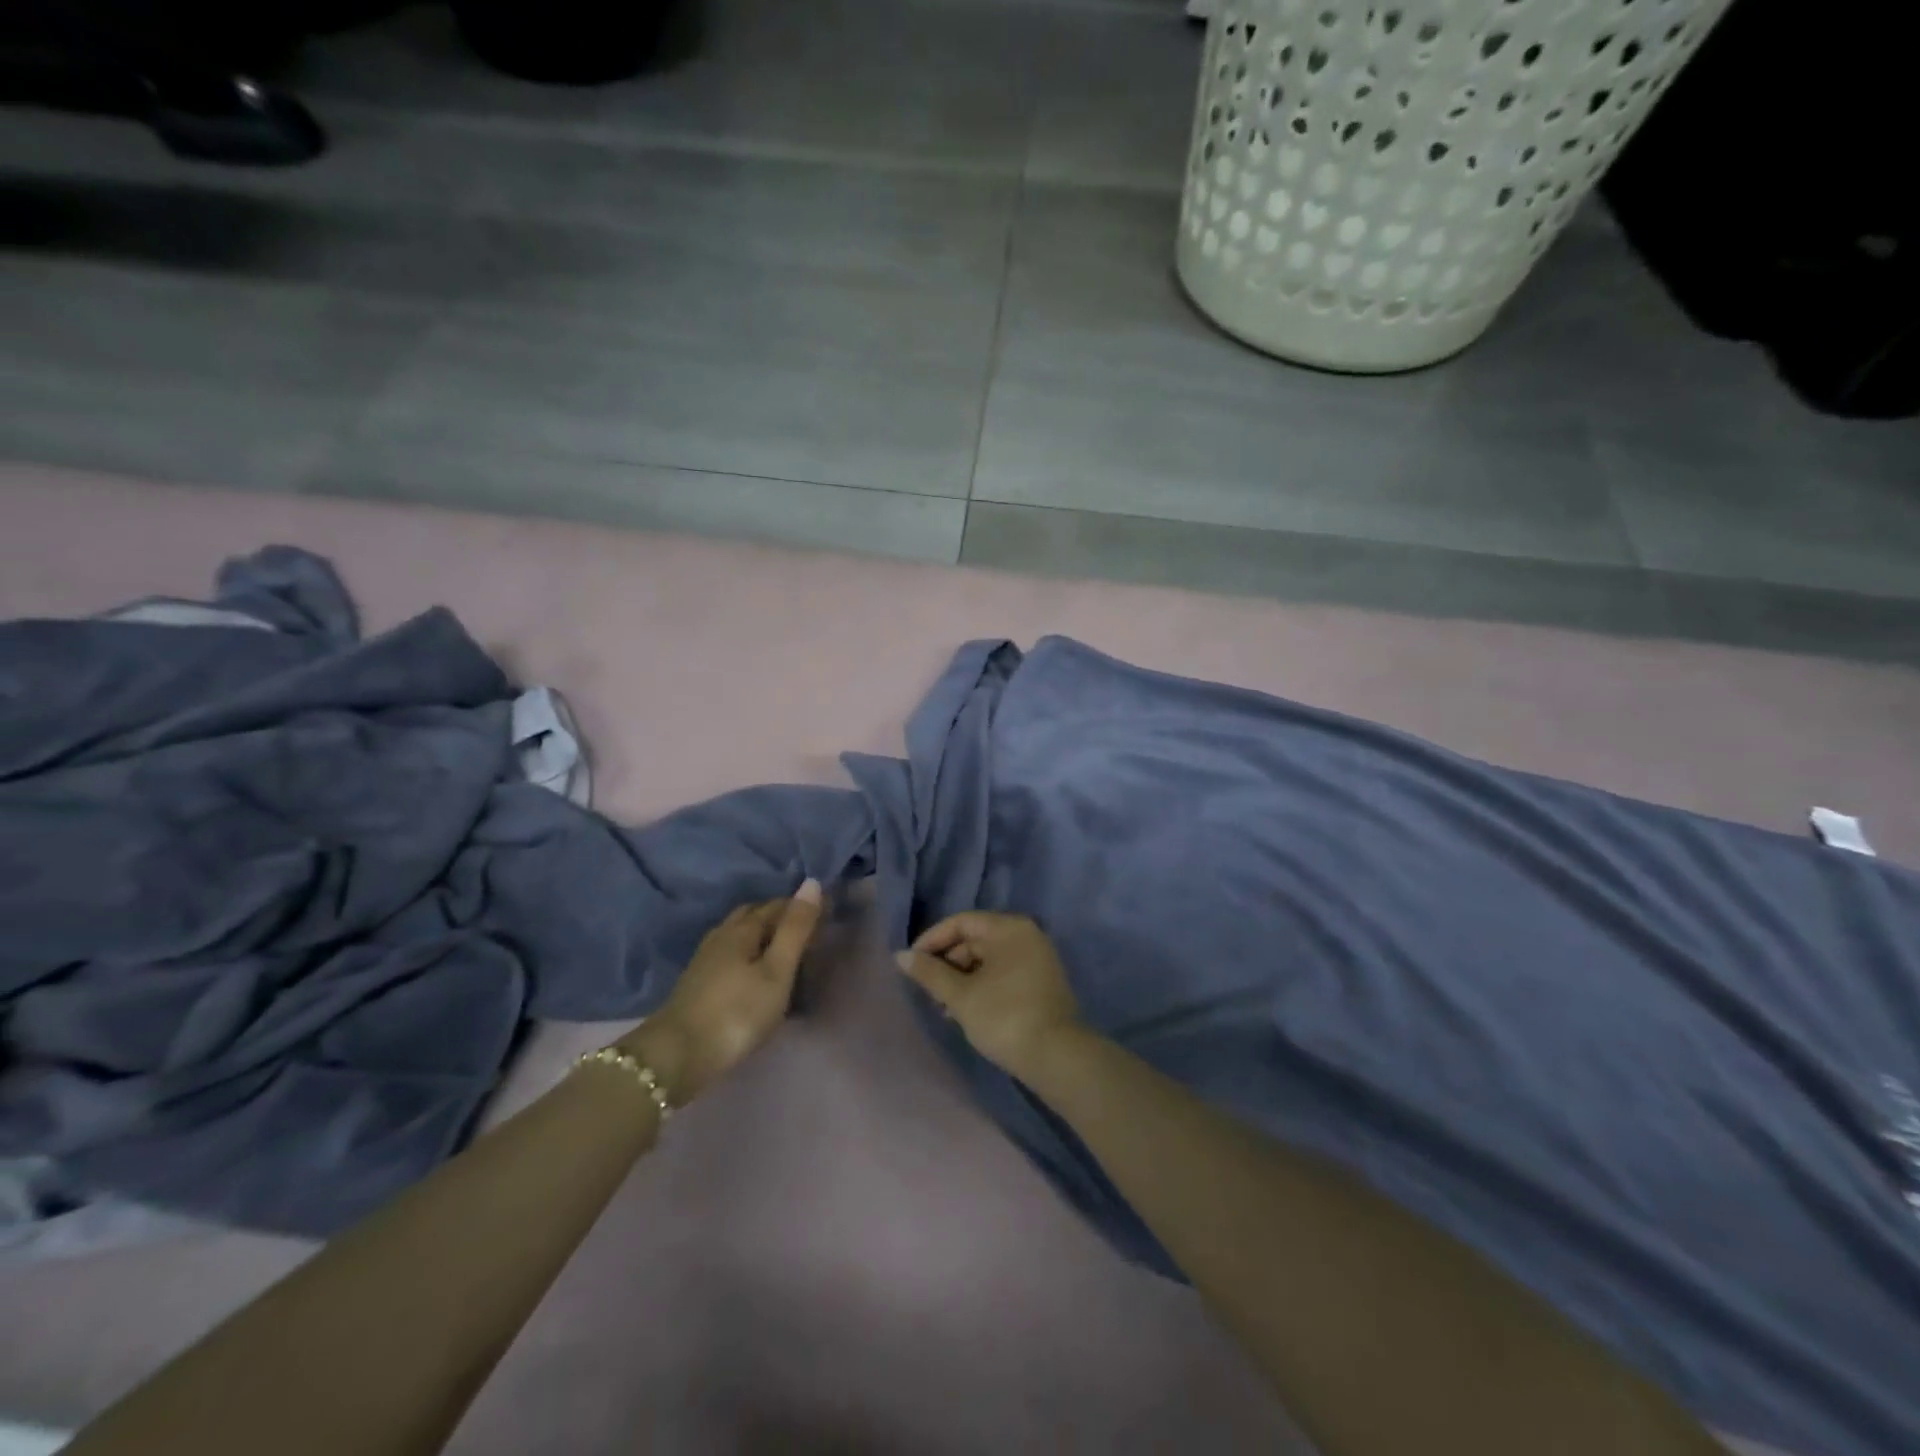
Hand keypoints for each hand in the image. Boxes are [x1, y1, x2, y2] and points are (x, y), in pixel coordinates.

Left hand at [622, 880, 824, 1105]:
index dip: (800, 906)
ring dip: (762, 934)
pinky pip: (730, 953)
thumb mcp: (776, 971)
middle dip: (779, 916)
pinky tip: (754, 970)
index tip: (825, 913)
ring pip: (738, 934)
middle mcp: (721, 936)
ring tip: (783, 948)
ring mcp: (705, 960)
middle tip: (805, 929)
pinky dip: (748, 952)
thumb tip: (812, 882)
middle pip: (753, 915)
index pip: (776, 905)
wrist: (677, 1056)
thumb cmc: (737, 1012)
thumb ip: (795, 929)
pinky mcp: (697, 982)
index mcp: (742, 929)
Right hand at [895, 912, 1082, 1079]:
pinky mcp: (1041, 982)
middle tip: (927, 991)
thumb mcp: (961, 996)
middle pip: (975, 939)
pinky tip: (966, 1012)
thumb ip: (929, 973)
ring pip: (988, 959)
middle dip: (946, 963)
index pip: (961, 922)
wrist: (1057, 1057)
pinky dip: (981, 986)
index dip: (932, 940)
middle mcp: (1026, 935)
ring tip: (943, 1007)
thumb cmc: (1005, 1017)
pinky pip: (1002, 973)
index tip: (911, 964)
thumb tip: (901, 955)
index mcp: (1008, 928)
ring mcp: (1037, 958)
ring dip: (962, 979)